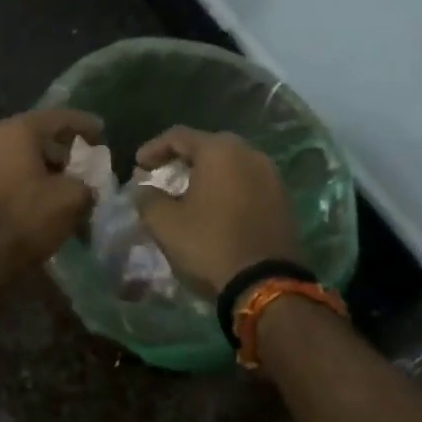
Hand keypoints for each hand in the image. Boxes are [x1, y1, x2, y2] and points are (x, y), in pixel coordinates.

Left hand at [0, 108, 103, 270]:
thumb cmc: (27, 216)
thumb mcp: (72, 198)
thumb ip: (86, 184)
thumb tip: (85, 188)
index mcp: (15, 131)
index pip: (58, 118)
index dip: (84, 124)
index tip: (102, 131)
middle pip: (35, 137)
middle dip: (62, 149)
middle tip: (84, 162)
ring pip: (19, 159)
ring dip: (43, 169)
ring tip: (66, 184)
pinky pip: (7, 179)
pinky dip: (27, 184)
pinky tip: (42, 201)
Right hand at [134, 127, 302, 292]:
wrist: (266, 285)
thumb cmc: (209, 245)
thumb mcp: (164, 223)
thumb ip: (147, 198)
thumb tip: (143, 188)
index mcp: (220, 151)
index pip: (179, 136)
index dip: (153, 148)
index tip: (138, 166)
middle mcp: (250, 154)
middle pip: (209, 146)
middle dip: (183, 158)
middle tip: (163, 175)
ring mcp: (272, 177)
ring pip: (232, 164)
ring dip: (208, 174)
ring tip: (189, 193)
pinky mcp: (284, 200)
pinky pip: (248, 183)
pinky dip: (228, 189)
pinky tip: (216, 208)